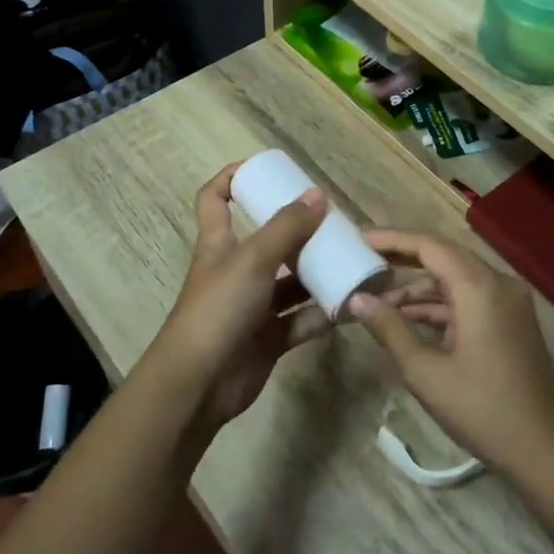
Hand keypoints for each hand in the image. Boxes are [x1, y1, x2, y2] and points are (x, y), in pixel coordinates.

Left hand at [149, 165, 330, 427]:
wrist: (199, 384)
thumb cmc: (218, 309)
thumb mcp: (252, 259)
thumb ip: (286, 228)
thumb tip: (317, 194)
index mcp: (220, 244)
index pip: (215, 199)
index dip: (232, 178)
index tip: (265, 169)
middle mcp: (236, 270)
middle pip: (268, 240)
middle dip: (300, 231)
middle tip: (335, 223)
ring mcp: (253, 306)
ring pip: (291, 282)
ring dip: (319, 273)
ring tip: (354, 261)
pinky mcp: (269, 338)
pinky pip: (302, 319)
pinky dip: (325, 313)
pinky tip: (354, 304)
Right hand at [347, 231, 553, 479]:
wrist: (544, 451)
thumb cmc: (481, 409)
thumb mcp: (425, 371)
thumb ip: (389, 328)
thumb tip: (356, 299)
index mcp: (480, 287)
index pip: (429, 245)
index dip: (391, 239)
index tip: (358, 238)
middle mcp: (498, 283)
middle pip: (444, 257)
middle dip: (402, 259)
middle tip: (363, 261)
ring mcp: (509, 302)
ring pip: (456, 280)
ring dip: (419, 288)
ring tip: (377, 300)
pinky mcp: (511, 322)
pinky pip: (469, 299)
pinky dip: (440, 306)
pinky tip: (408, 320)